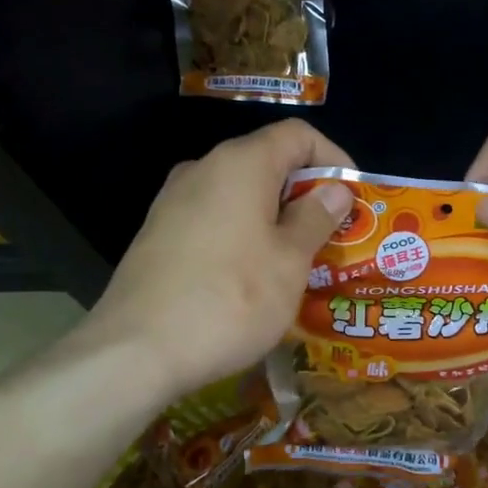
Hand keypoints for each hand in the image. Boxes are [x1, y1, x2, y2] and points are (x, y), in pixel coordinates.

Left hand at [82, 120, 355, 399]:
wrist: (136, 352)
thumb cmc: (230, 300)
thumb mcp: (289, 262)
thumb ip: (315, 218)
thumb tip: (333, 189)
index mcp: (240, 164)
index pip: (298, 135)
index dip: (333, 159)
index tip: (352, 199)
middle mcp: (202, 169)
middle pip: (267, 162)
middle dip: (305, 194)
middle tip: (332, 236)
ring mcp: (173, 202)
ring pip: (239, 194)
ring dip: (274, 218)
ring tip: (297, 261)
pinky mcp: (157, 235)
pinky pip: (213, 220)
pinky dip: (243, 234)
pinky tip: (251, 277)